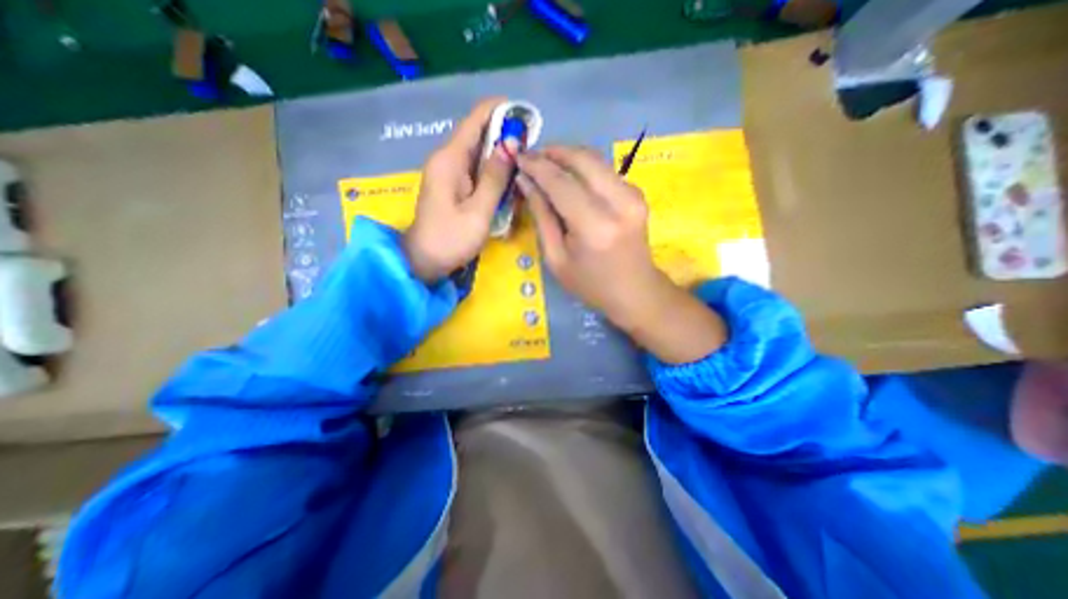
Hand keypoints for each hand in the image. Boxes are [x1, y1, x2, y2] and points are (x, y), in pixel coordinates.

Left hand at [406, 96, 518, 282]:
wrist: (424, 261)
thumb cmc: (451, 239)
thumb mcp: (478, 211)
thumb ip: (495, 178)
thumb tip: (511, 143)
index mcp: (450, 159)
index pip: (475, 119)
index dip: (501, 111)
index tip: (526, 118)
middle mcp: (447, 159)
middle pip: (478, 134)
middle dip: (505, 136)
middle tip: (531, 151)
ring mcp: (448, 172)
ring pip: (478, 152)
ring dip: (501, 156)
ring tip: (524, 167)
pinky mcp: (452, 185)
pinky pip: (475, 169)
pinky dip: (493, 172)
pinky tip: (507, 183)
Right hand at [516, 146, 724, 363]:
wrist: (635, 292)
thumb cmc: (591, 284)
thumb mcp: (556, 258)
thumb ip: (541, 216)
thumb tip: (525, 180)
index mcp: (594, 226)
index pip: (560, 182)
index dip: (536, 165)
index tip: (517, 156)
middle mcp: (619, 203)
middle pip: (583, 159)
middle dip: (553, 151)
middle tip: (531, 155)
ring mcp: (634, 195)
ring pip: (596, 159)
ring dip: (568, 156)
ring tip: (546, 164)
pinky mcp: (638, 193)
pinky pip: (605, 170)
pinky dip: (584, 168)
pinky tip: (569, 177)